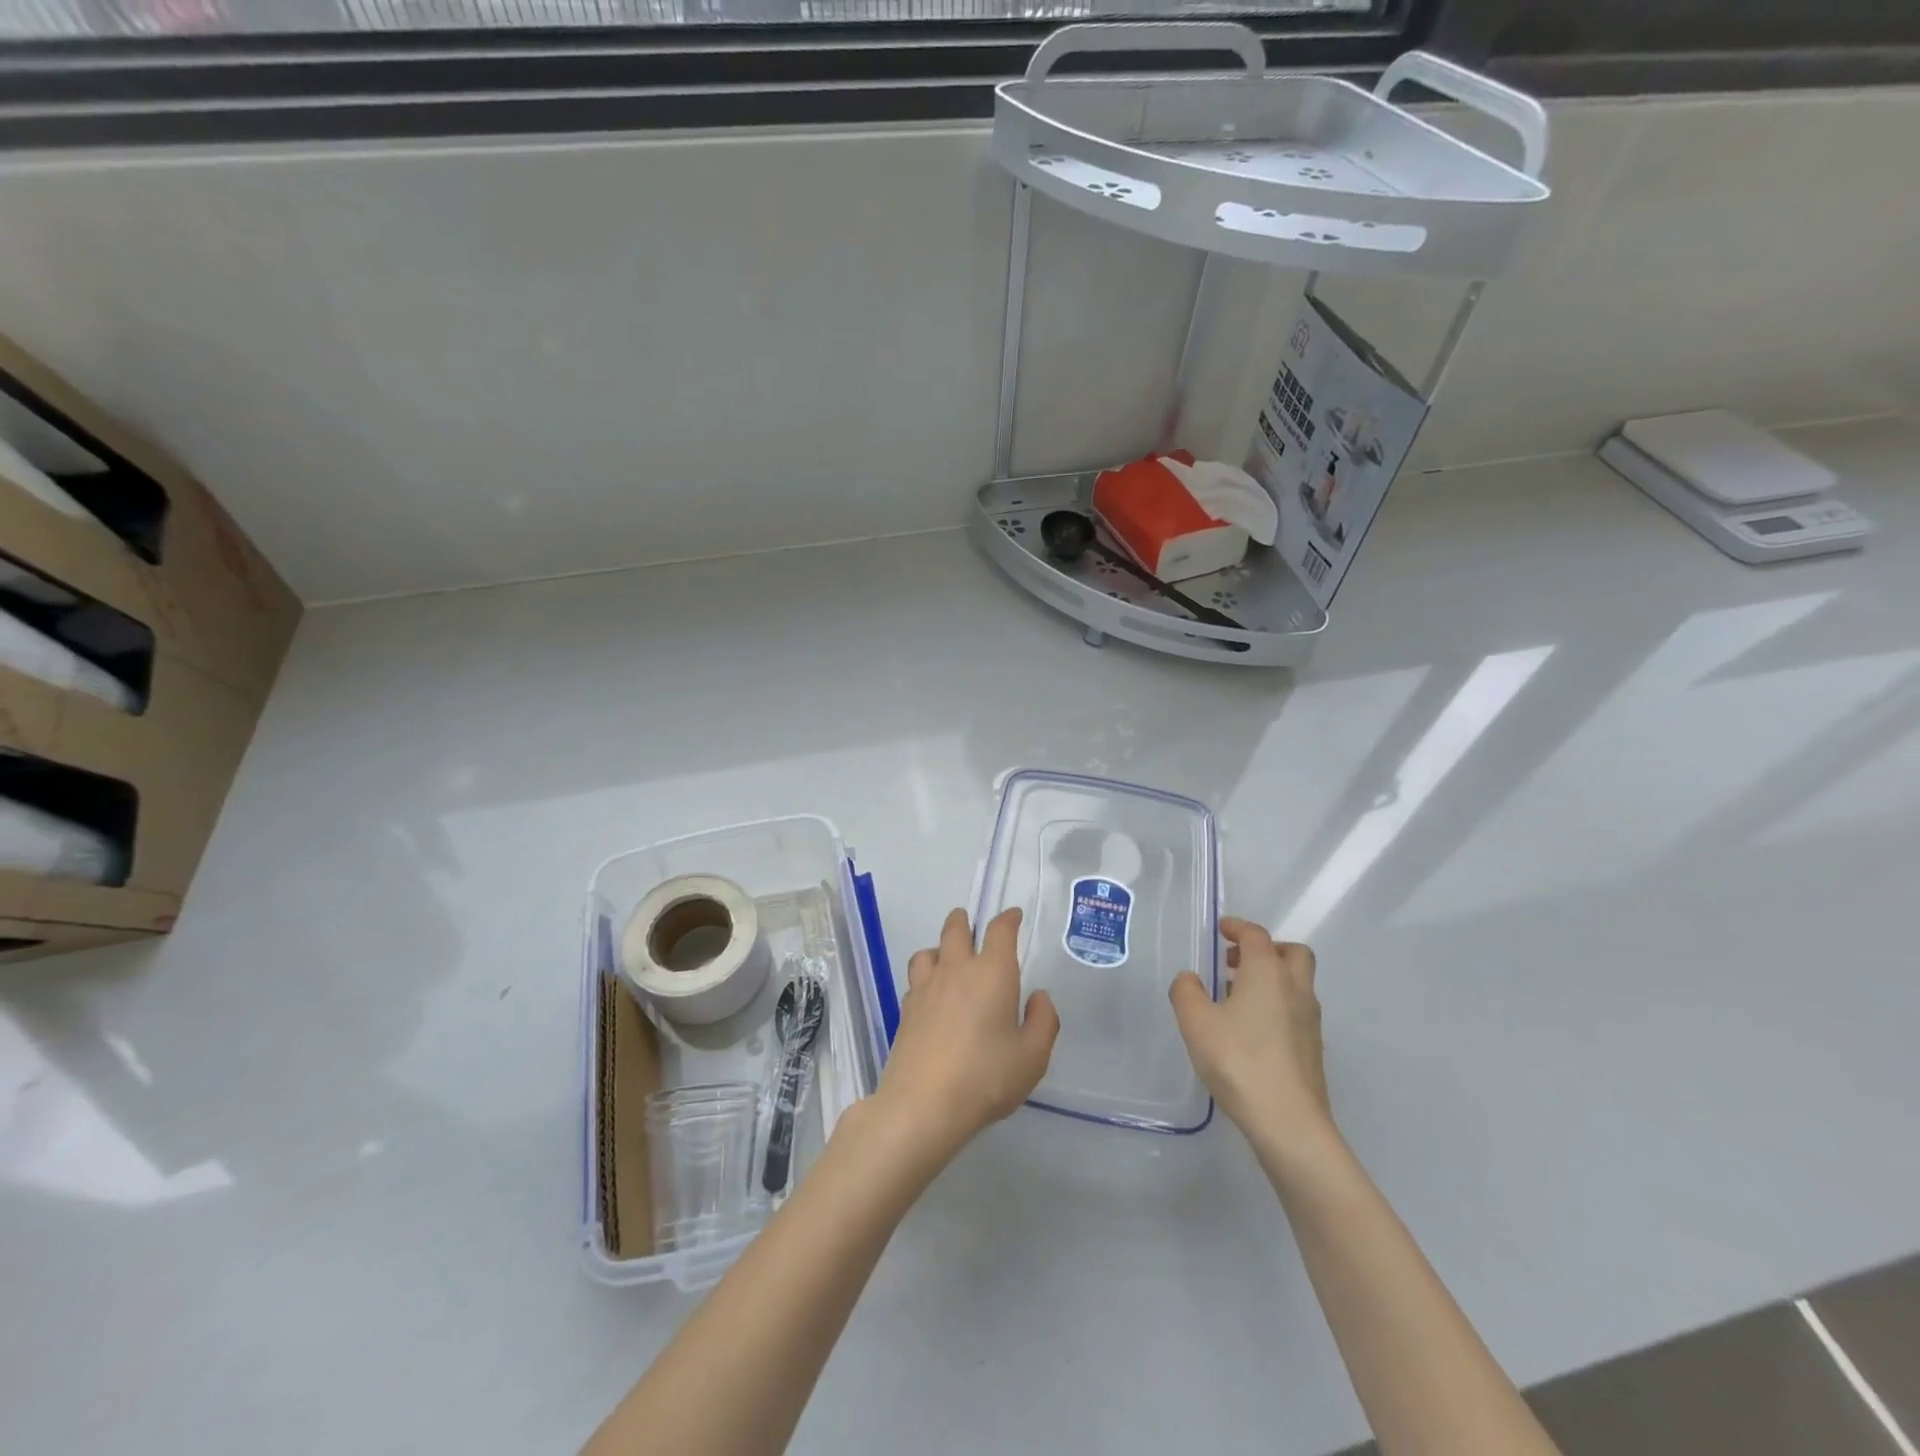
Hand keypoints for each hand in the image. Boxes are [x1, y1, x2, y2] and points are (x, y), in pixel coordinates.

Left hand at [876, 907, 1059, 1157]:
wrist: (923, 1104)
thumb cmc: (986, 1077)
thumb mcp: (1033, 1057)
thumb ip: (1043, 1021)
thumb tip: (1037, 996)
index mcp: (992, 972)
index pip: (999, 930)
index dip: (1008, 918)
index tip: (1013, 916)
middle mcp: (957, 969)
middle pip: (955, 928)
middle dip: (965, 920)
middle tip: (972, 925)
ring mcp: (926, 987)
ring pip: (929, 950)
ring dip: (941, 948)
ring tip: (949, 960)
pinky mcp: (906, 1009)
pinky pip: (916, 978)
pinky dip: (926, 977)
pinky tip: (933, 996)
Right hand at [1169, 917, 1332, 1151]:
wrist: (1289, 1122)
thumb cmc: (1239, 1060)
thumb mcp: (1196, 1022)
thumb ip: (1186, 992)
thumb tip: (1190, 979)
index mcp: (1268, 972)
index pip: (1256, 935)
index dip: (1238, 928)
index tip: (1222, 930)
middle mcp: (1295, 988)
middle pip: (1292, 953)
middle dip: (1267, 949)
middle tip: (1238, 960)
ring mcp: (1310, 1020)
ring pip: (1297, 983)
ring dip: (1272, 978)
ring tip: (1237, 996)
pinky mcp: (1313, 1049)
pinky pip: (1296, 1010)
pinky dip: (1277, 1005)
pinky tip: (1251, 1030)